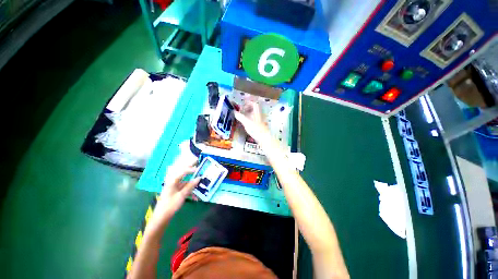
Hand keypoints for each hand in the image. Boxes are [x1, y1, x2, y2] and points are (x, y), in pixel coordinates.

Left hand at [149, 163, 200, 228]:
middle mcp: (173, 182)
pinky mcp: (176, 191)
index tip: (198, 169)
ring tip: (199, 176)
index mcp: (172, 181)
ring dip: (191, 179)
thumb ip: (190, 186)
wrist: (161, 217)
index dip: (190, 169)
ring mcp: (174, 186)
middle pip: (182, 172)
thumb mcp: (182, 196)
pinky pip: (184, 186)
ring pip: (184, 179)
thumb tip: (199, 178)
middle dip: (190, 167)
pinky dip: (190, 188)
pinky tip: (195, 193)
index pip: (182, 171)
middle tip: (197, 161)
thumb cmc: (170, 205)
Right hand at [234, 101, 270, 143]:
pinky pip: (255, 120)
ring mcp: (261, 121)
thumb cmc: (256, 129)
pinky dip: (250, 120)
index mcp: (257, 113)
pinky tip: (247, 124)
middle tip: (242, 111)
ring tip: (243, 117)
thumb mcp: (247, 122)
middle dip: (248, 109)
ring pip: (255, 115)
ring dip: (249, 114)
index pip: (254, 104)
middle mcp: (260, 116)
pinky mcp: (260, 127)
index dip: (249, 103)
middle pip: (255, 109)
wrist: (264, 139)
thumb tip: (234, 112)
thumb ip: (240, 117)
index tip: (243, 104)